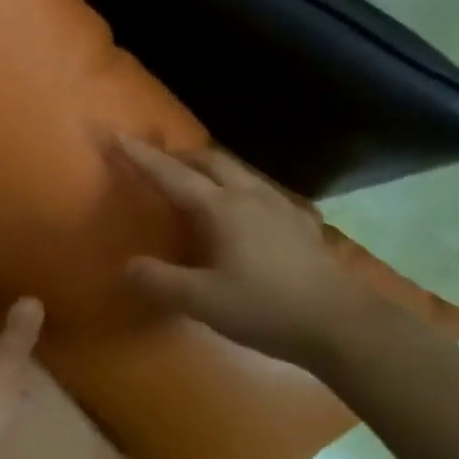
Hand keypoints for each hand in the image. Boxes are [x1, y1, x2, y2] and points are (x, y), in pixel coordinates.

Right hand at [115, 135, 370, 369]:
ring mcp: (281, 206)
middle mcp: (250, 196)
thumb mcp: (203, 301)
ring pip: (239, 171)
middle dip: (179, 156)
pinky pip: (261, 191)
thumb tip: (128, 266)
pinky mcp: (301, 223)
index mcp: (222, 209)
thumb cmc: (266, 308)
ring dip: (211, 168)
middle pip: (210, 160)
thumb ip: (160, 281)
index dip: (142, 157)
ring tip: (196, 183)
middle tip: (158, 163)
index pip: (172, 175)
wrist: (340, 323)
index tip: (118, 135)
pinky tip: (245, 212)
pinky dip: (239, 189)